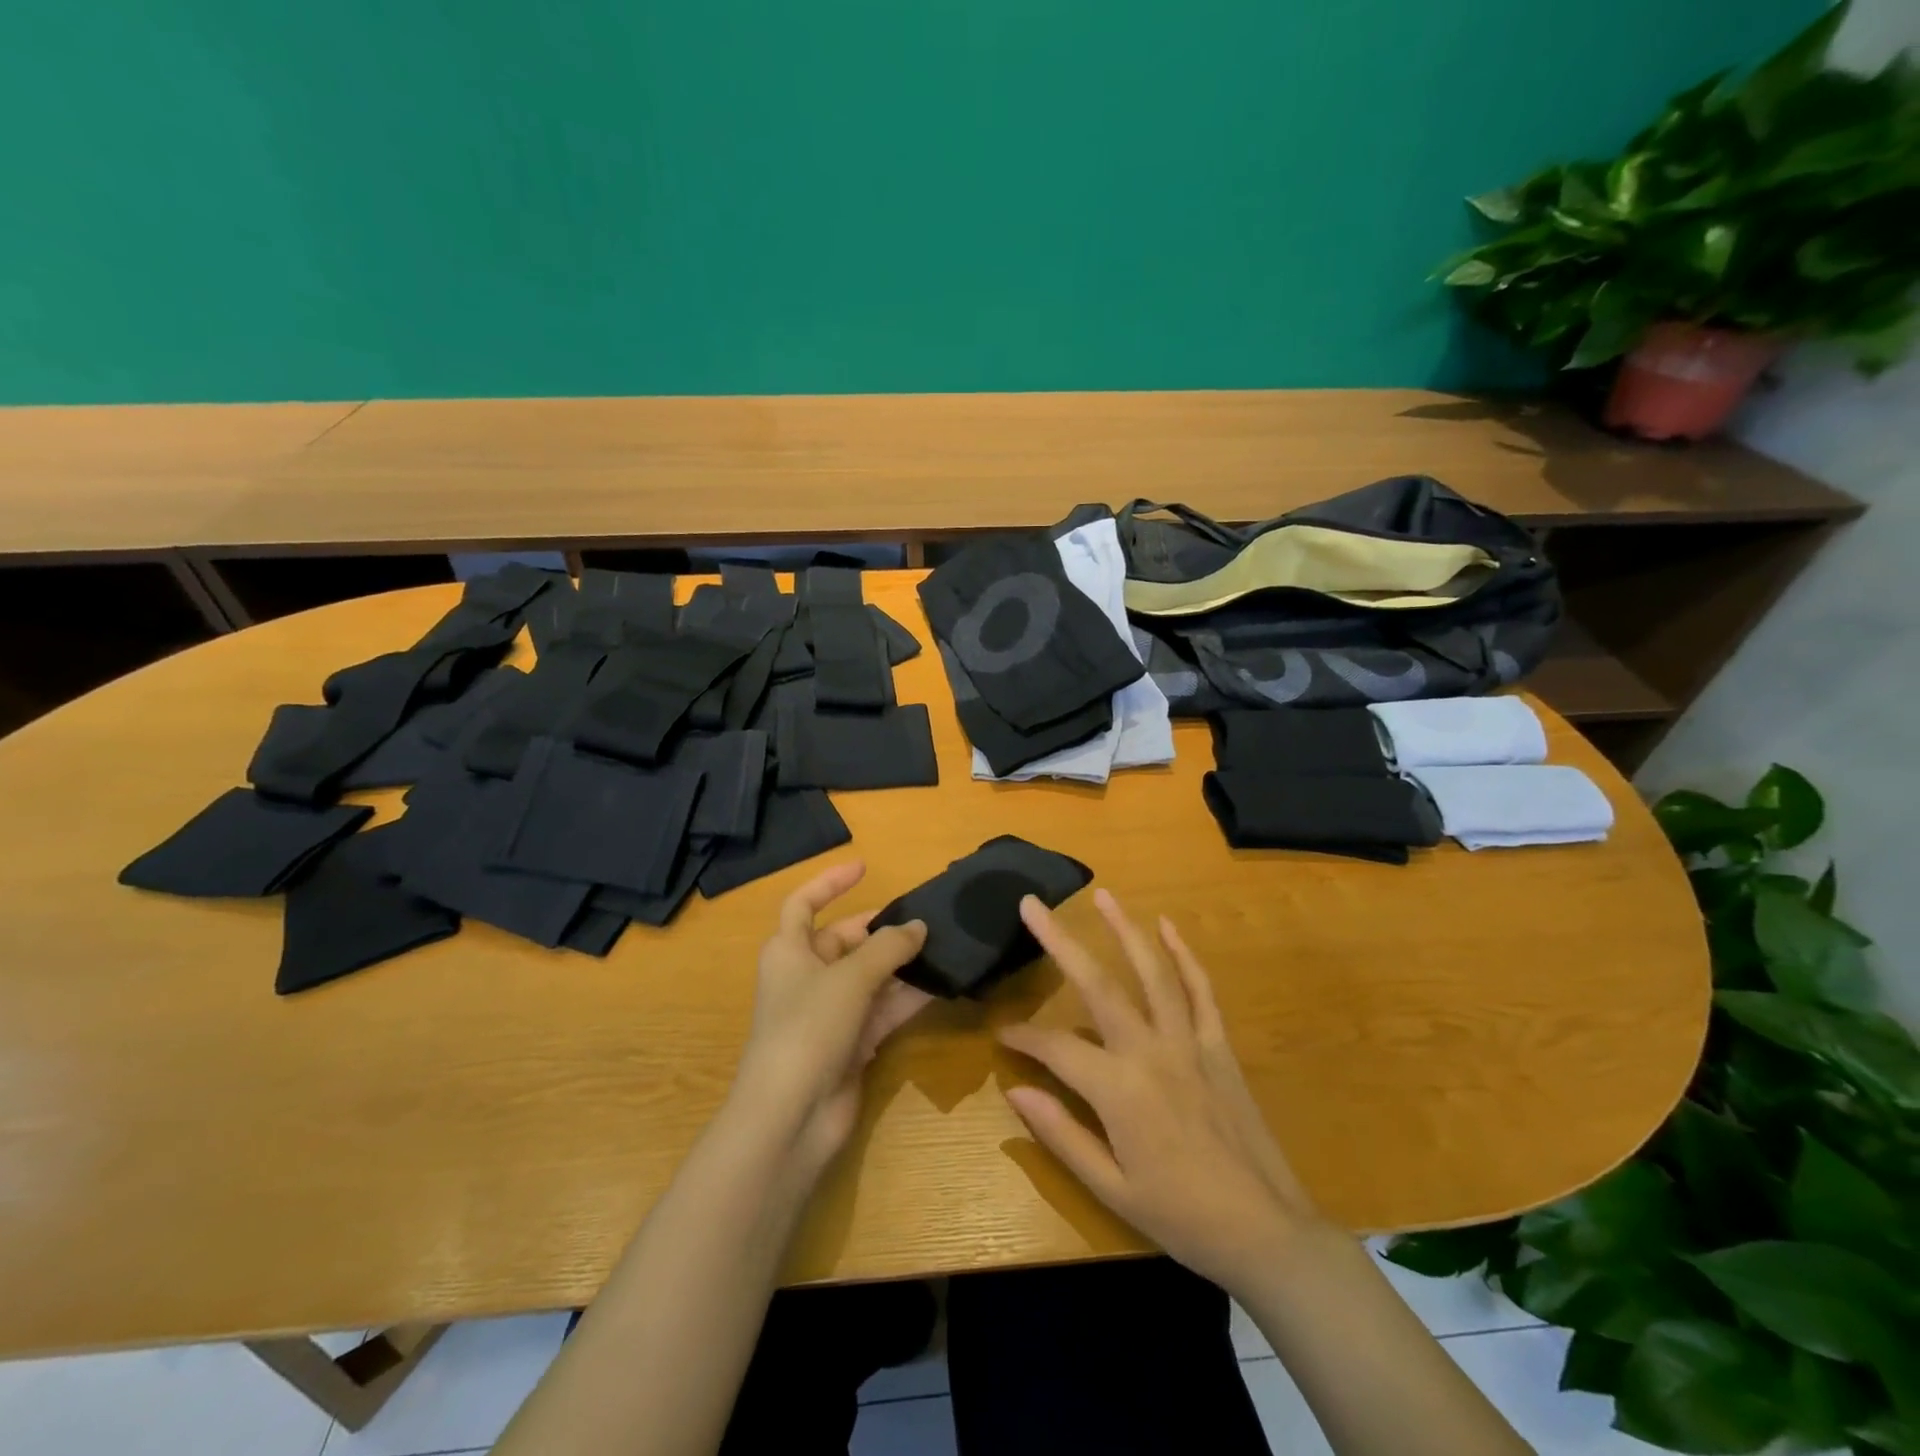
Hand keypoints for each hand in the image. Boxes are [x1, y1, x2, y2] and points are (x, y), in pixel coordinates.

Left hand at [733, 861, 929, 1173]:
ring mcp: (829, 1012)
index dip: (830, 882)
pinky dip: (907, 997)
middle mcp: (806, 976)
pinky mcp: (850, 1043)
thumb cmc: (808, 1028)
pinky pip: (883, 1009)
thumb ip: (888, 948)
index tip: (864, 867)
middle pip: (846, 940)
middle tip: (926, 921)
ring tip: (944, 948)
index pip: (803, 903)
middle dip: (882, 930)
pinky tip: (941, 985)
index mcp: (788, 951)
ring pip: (870, 976)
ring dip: (902, 964)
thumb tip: (919, 927)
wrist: (791, 1117)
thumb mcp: (850, 978)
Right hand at [998, 888, 1325, 1292]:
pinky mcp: (1218, 1045)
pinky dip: (1184, 956)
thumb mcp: (1111, 1188)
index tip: (1001, 1034)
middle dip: (1059, 941)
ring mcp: (1189, 1042)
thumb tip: (1014, 1091)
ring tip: (1103, 895)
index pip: (1056, 1047)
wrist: (1266, 1232)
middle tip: (1032, 905)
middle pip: (1098, 984)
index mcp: (1118, 1089)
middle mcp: (1150, 1051)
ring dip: (1125, 929)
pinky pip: (1201, 990)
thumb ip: (1061, 1134)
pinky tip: (1169, 926)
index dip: (1024, 1038)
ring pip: (1153, 972)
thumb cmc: (1181, 1216)